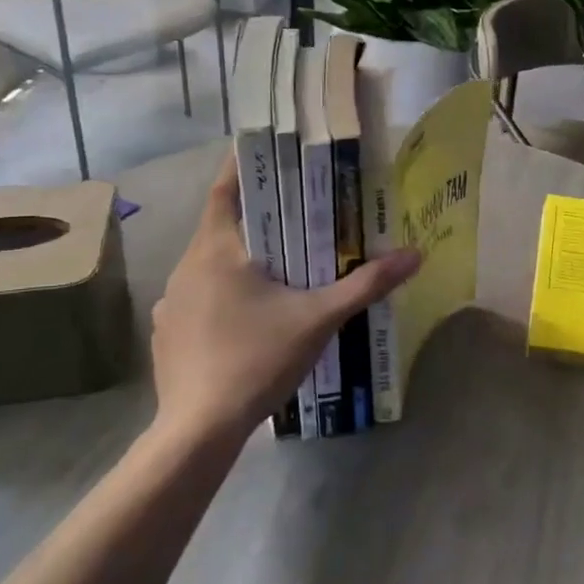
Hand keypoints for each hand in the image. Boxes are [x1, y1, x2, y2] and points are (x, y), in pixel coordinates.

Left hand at [149, 156, 420, 441]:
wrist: (198, 430)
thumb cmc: (257, 359)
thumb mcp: (319, 318)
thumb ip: (366, 284)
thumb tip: (415, 254)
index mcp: (216, 250)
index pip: (225, 190)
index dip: (243, 167)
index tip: (269, 153)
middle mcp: (187, 267)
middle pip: (221, 226)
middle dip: (257, 217)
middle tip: (295, 212)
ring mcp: (171, 302)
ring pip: (210, 264)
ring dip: (240, 258)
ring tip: (278, 264)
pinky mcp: (167, 333)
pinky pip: (198, 296)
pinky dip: (223, 292)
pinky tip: (249, 315)